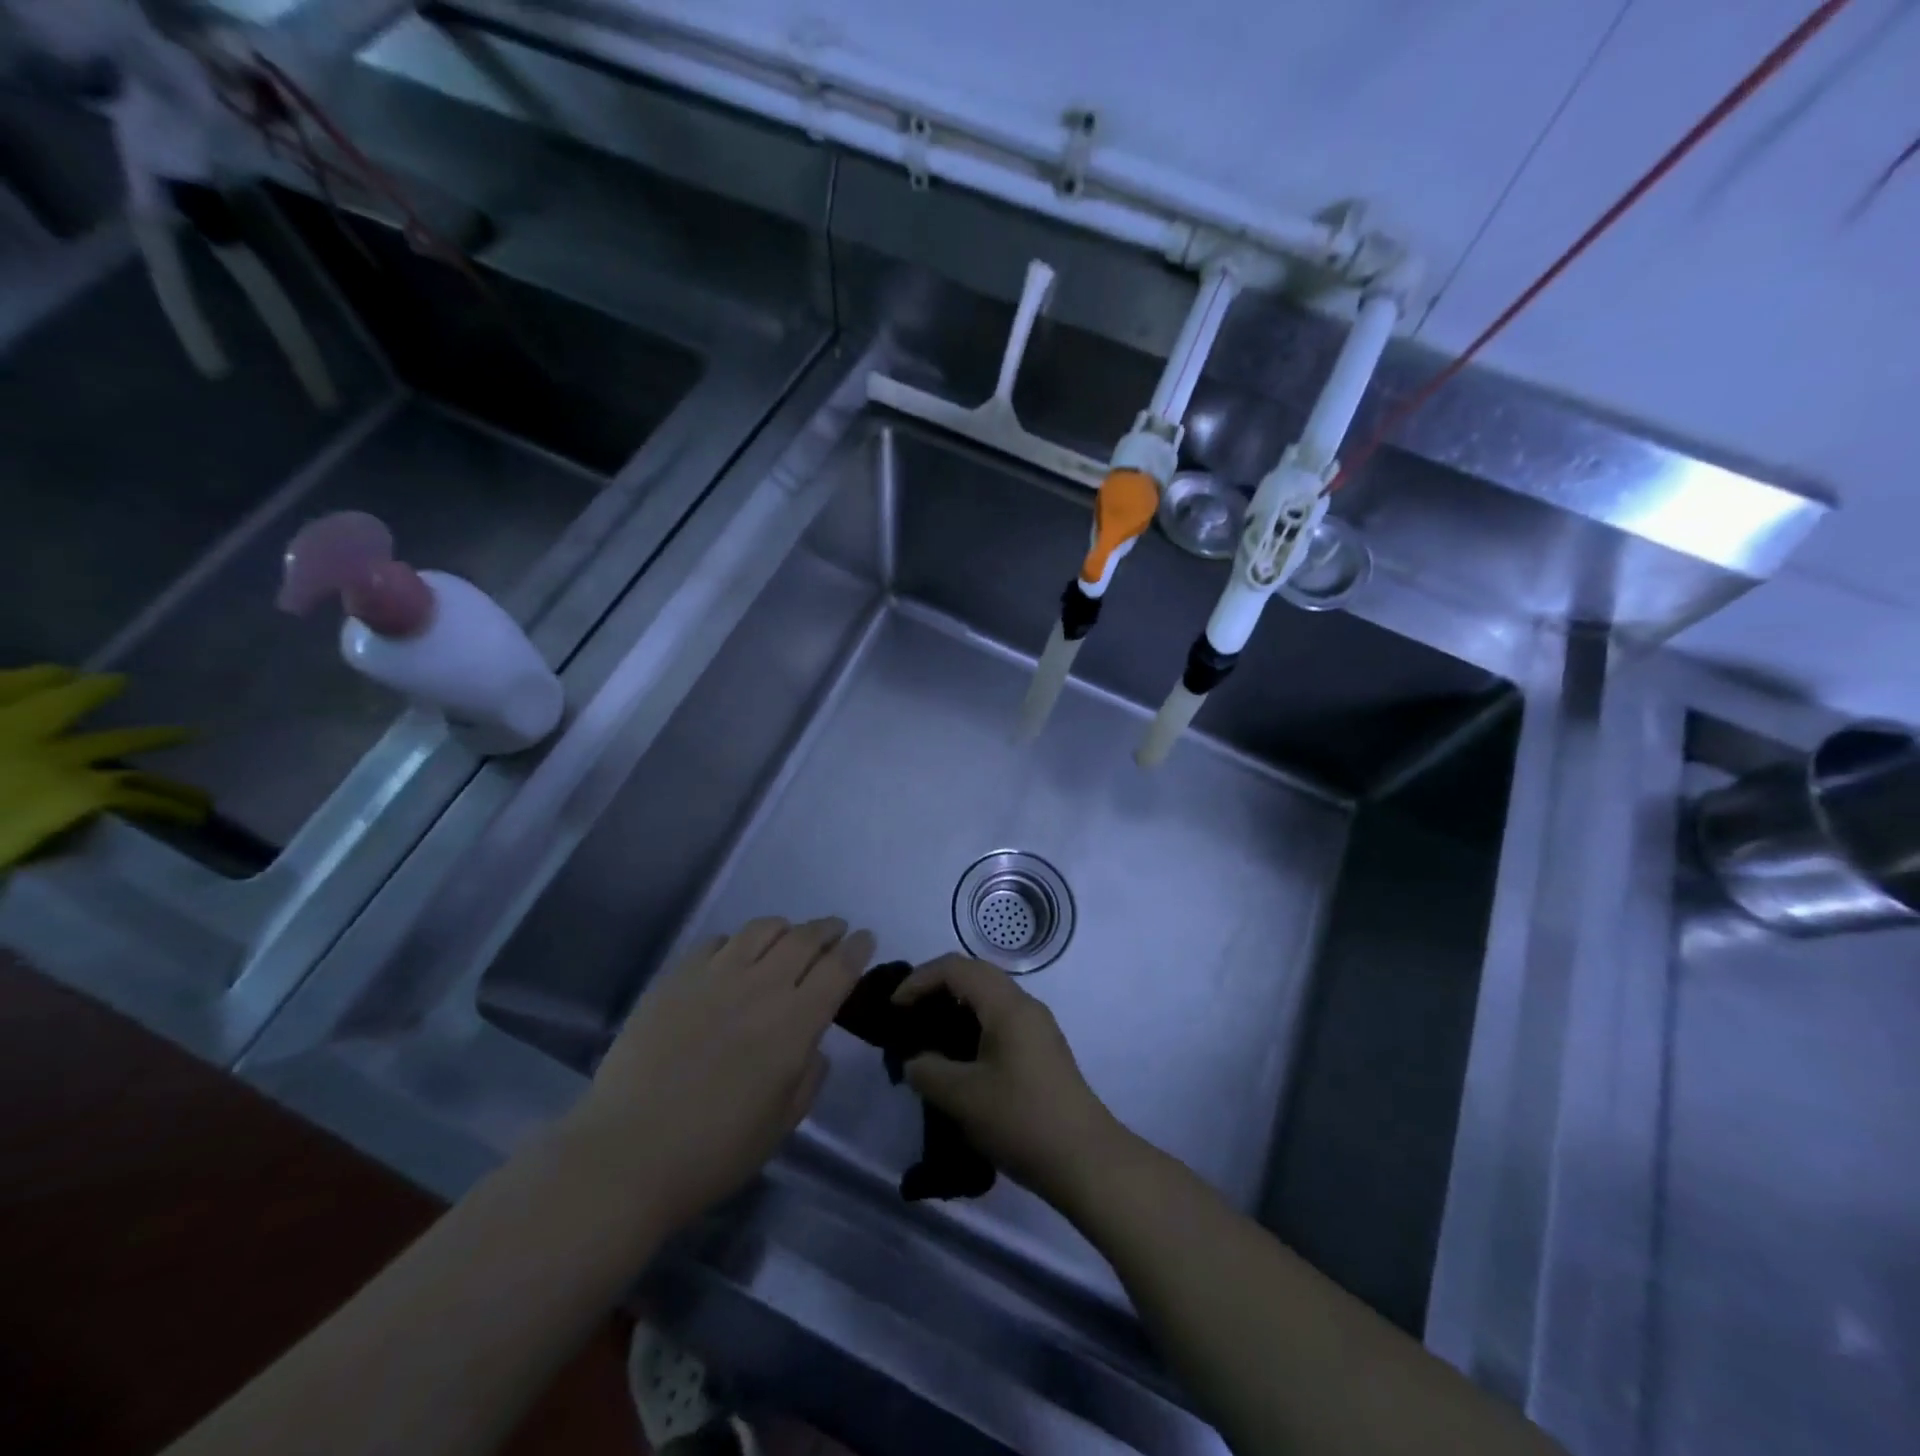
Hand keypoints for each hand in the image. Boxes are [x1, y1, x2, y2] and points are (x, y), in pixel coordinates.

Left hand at [565, 917, 874, 1234]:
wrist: (627, 1153)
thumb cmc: (714, 1151)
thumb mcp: (781, 1125)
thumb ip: (808, 1077)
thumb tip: (812, 1045)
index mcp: (795, 1023)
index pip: (838, 968)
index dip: (857, 949)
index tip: (866, 939)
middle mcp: (761, 987)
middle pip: (804, 938)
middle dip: (827, 929)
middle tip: (835, 929)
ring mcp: (715, 976)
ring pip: (762, 929)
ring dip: (785, 927)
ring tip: (789, 935)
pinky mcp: (677, 977)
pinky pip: (717, 942)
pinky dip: (738, 941)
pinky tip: (735, 955)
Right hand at [894, 955, 1125, 1205]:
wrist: (1086, 1161)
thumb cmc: (1021, 1120)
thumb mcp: (962, 1097)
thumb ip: (927, 1070)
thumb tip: (915, 1061)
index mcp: (1007, 1004)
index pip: (955, 967)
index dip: (918, 980)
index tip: (894, 1010)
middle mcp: (1024, 1005)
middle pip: (973, 976)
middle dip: (934, 989)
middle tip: (906, 1018)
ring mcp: (1036, 1027)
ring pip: (987, 999)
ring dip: (953, 1010)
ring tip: (925, 1040)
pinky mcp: (1040, 1051)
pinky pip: (998, 1021)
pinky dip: (971, 1028)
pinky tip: (955, 1061)